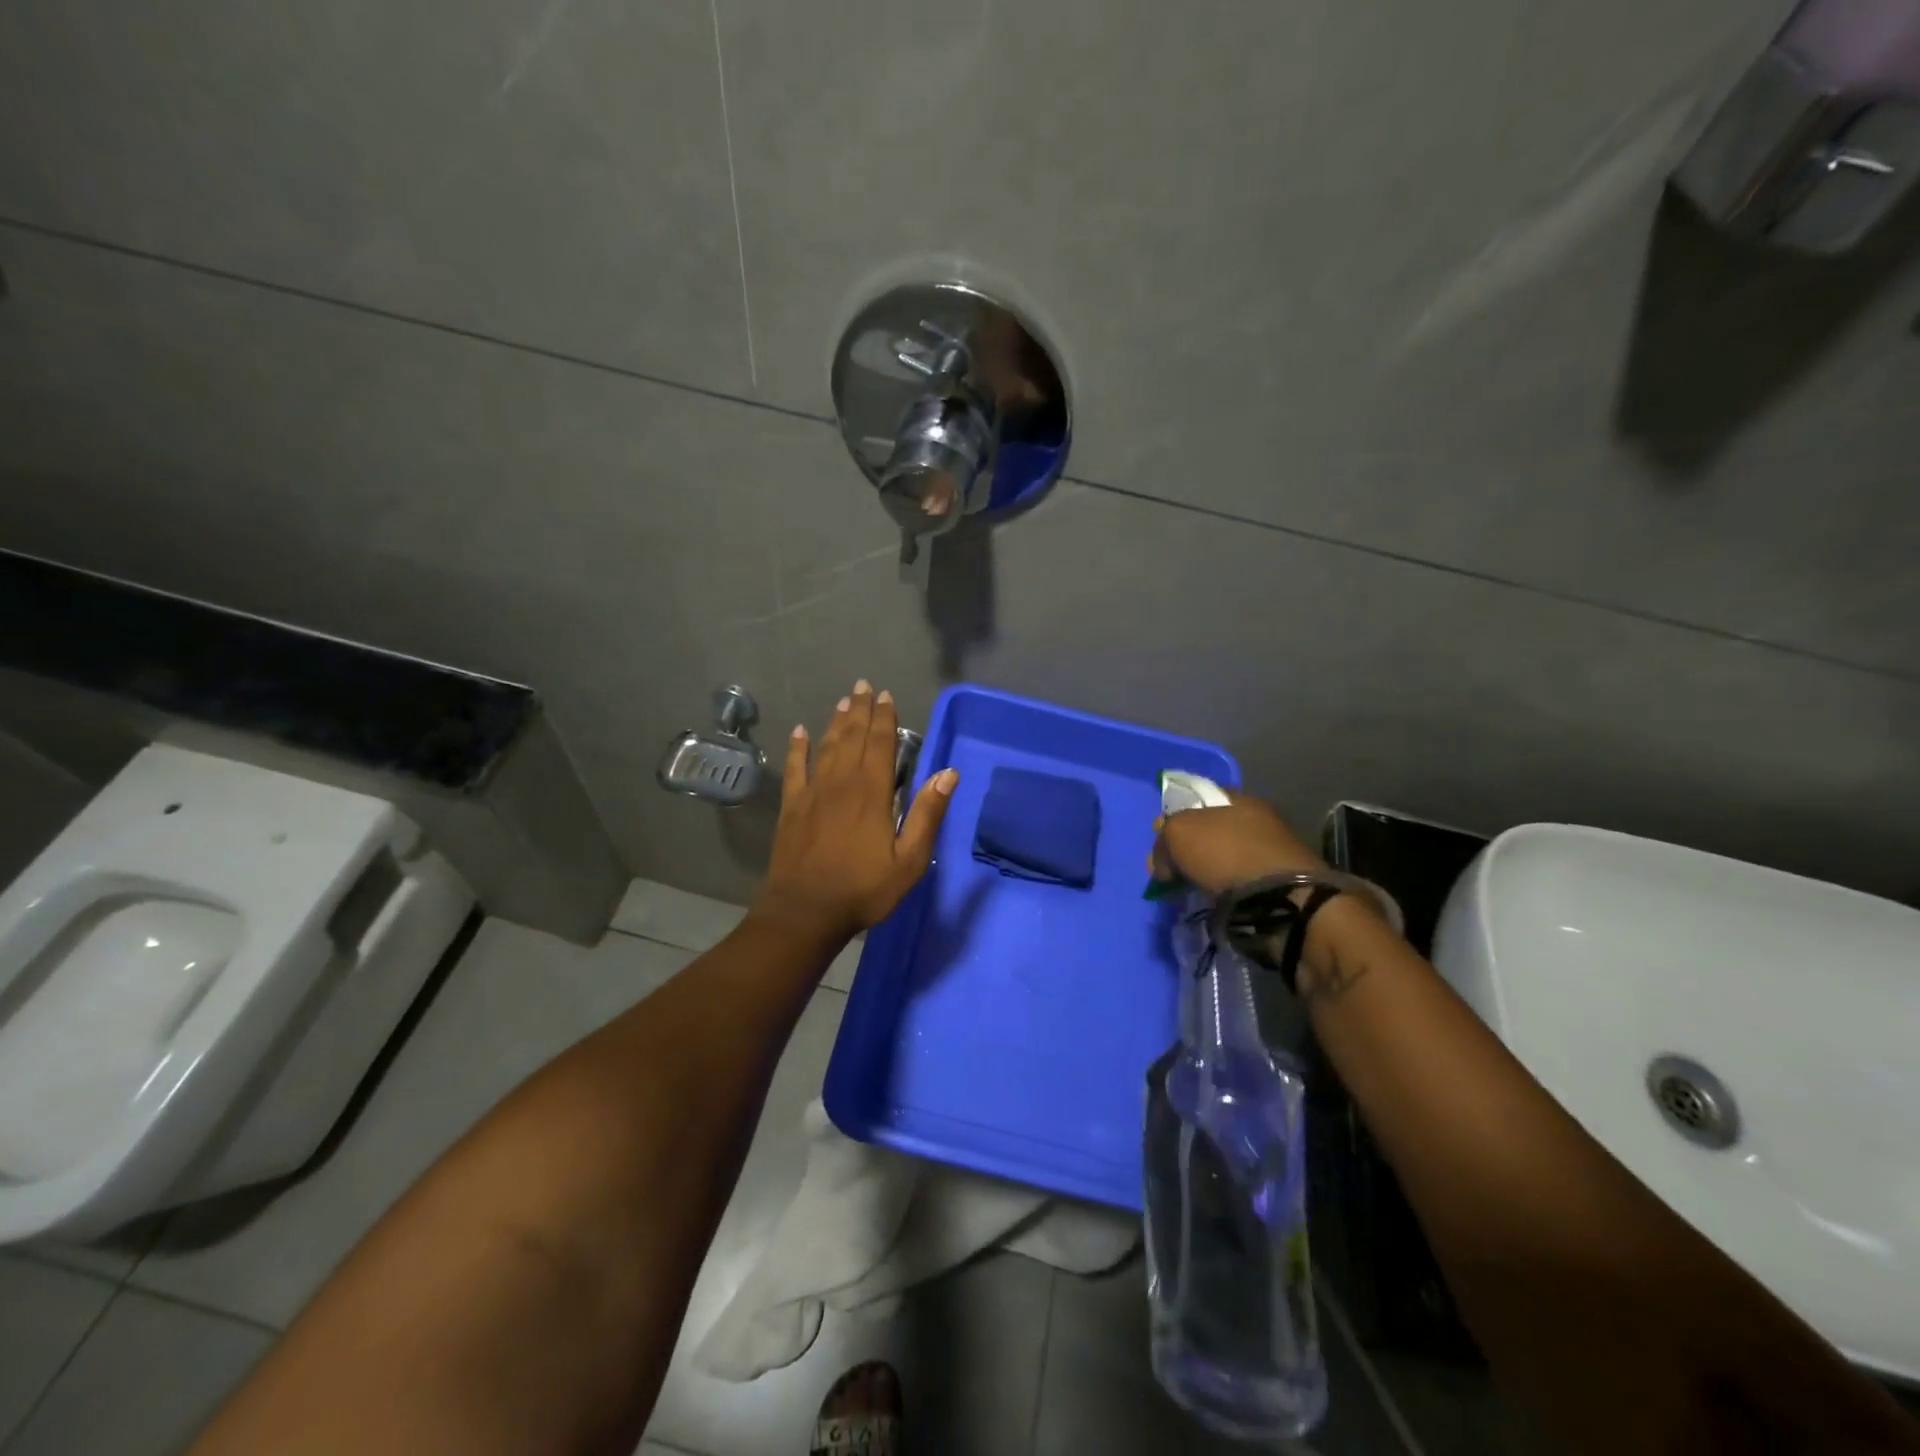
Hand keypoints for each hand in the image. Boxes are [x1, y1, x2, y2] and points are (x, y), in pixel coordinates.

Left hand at [751, 680, 957, 943]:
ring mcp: (812, 793)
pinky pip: (795, 768)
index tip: (886, 696)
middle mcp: (841, 783)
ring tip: (844, 701)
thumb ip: (927, 814)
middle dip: (861, 710)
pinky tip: (799, 732)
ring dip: (837, 722)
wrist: (805, 911)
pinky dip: (797, 748)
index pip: (881, 745)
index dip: (884, 718)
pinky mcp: (792, 807)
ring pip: (827, 746)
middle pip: (853, 738)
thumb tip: (949, 773)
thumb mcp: (909, 861)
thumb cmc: (863, 889)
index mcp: (872, 793)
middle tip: (864, 686)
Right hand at [1151, 791, 1324, 894]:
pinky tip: (1214, 899)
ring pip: (1226, 856)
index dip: (1175, 816)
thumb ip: (1164, 838)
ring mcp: (1273, 852)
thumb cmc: (1227, 854)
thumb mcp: (1179, 834)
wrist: (1281, 899)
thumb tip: (1162, 860)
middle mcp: (1260, 819)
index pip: (1199, 798)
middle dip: (1189, 848)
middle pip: (1212, 829)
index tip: (1160, 839)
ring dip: (1207, 870)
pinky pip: (1241, 881)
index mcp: (1239, 799)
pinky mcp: (1281, 884)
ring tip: (1190, 889)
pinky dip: (1225, 889)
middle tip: (1169, 870)